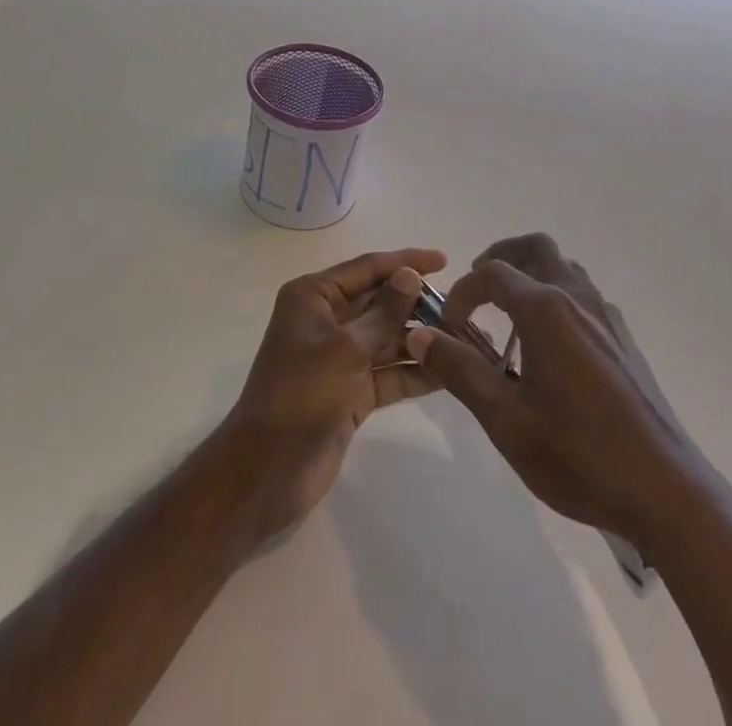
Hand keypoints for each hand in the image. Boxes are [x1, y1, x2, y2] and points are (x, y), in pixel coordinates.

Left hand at [218, 248, 445, 541]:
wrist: (268, 471)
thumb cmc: (301, 394)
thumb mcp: (346, 348)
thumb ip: (384, 312)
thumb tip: (411, 274)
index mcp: (314, 296)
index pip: (367, 268)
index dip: (405, 262)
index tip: (444, 259)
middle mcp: (327, 320)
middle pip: (380, 302)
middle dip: (417, 304)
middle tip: (461, 306)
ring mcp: (339, 357)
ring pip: (387, 339)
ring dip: (420, 339)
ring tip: (464, 339)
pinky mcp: (351, 392)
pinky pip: (389, 373)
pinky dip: (413, 372)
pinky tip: (448, 372)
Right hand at [406, 234, 702, 548]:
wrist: (667, 492)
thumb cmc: (580, 456)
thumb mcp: (506, 420)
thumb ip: (460, 371)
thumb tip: (420, 334)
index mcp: (546, 311)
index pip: (492, 274)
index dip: (462, 292)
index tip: (448, 327)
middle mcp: (577, 299)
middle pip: (535, 248)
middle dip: (500, 257)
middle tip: (478, 291)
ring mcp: (606, 316)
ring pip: (564, 268)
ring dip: (531, 275)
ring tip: (509, 315)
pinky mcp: (623, 339)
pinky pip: (583, 294)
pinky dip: (556, 296)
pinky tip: (549, 346)